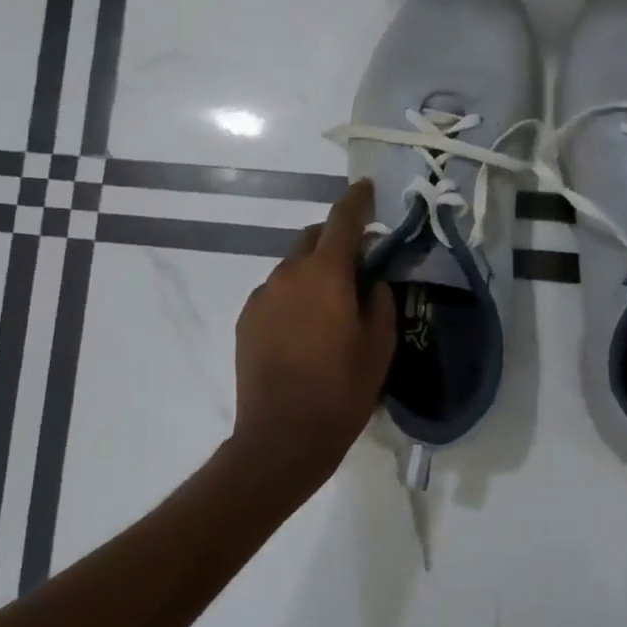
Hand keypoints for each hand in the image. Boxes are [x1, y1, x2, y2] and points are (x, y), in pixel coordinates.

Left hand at [228, 180, 395, 499]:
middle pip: (313, 239)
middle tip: (357, 265)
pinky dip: (293, 296)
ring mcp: (262, 296)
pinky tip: (303, 329)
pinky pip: (275, 293)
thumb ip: (379, 300)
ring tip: (330, 306)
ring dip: (313, 272)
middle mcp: (288, 274)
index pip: (343, 220)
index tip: (367, 188)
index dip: (357, 201)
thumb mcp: (379, 346)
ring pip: (292, 267)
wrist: (282, 437)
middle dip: (335, 241)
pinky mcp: (246, 319)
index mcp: (325, 274)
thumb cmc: (341, 391)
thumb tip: (372, 279)